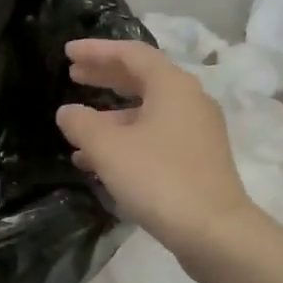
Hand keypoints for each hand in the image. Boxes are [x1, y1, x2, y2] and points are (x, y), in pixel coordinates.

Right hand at [56, 39, 255, 266]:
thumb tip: (68, 112)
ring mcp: (197, 131)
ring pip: (147, 113)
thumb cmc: (159, 179)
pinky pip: (156, 137)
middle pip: (142, 79)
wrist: (214, 230)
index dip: (97, 51)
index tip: (67, 52)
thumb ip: (82, 124)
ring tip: (77, 129)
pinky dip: (127, 140)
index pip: (131, 53)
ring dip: (111, 117)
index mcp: (172, 85)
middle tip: (73, 76)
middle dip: (105, 78)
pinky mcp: (198, 159)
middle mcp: (190, 100)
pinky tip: (101, 162)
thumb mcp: (109, 149)